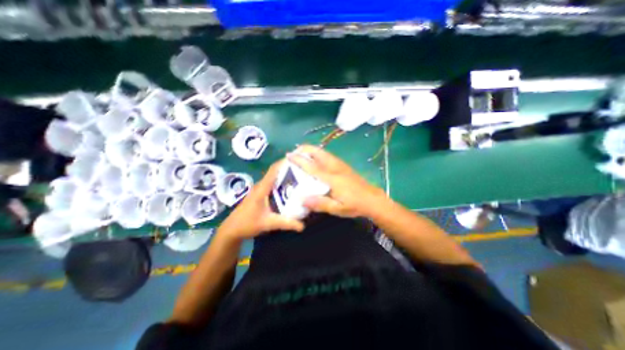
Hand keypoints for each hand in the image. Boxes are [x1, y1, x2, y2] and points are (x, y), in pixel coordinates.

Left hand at [218, 159, 306, 241]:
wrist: (231, 230)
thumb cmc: (247, 223)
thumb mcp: (268, 223)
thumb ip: (286, 223)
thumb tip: (303, 225)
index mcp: (262, 188)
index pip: (274, 170)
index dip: (284, 162)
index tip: (298, 158)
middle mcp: (261, 186)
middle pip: (276, 172)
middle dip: (289, 169)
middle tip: (304, 170)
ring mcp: (260, 189)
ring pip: (275, 179)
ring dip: (286, 176)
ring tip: (301, 177)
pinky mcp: (260, 194)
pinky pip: (273, 185)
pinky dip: (282, 184)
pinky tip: (291, 189)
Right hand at [286, 146, 386, 217]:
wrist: (372, 199)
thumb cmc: (354, 205)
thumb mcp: (337, 209)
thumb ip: (320, 204)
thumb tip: (302, 199)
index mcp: (332, 178)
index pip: (312, 166)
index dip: (299, 160)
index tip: (289, 155)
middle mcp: (335, 167)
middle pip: (319, 153)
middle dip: (305, 149)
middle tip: (295, 152)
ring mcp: (340, 165)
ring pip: (323, 152)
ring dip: (312, 150)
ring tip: (302, 154)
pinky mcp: (343, 166)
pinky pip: (328, 156)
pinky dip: (319, 154)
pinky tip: (316, 160)